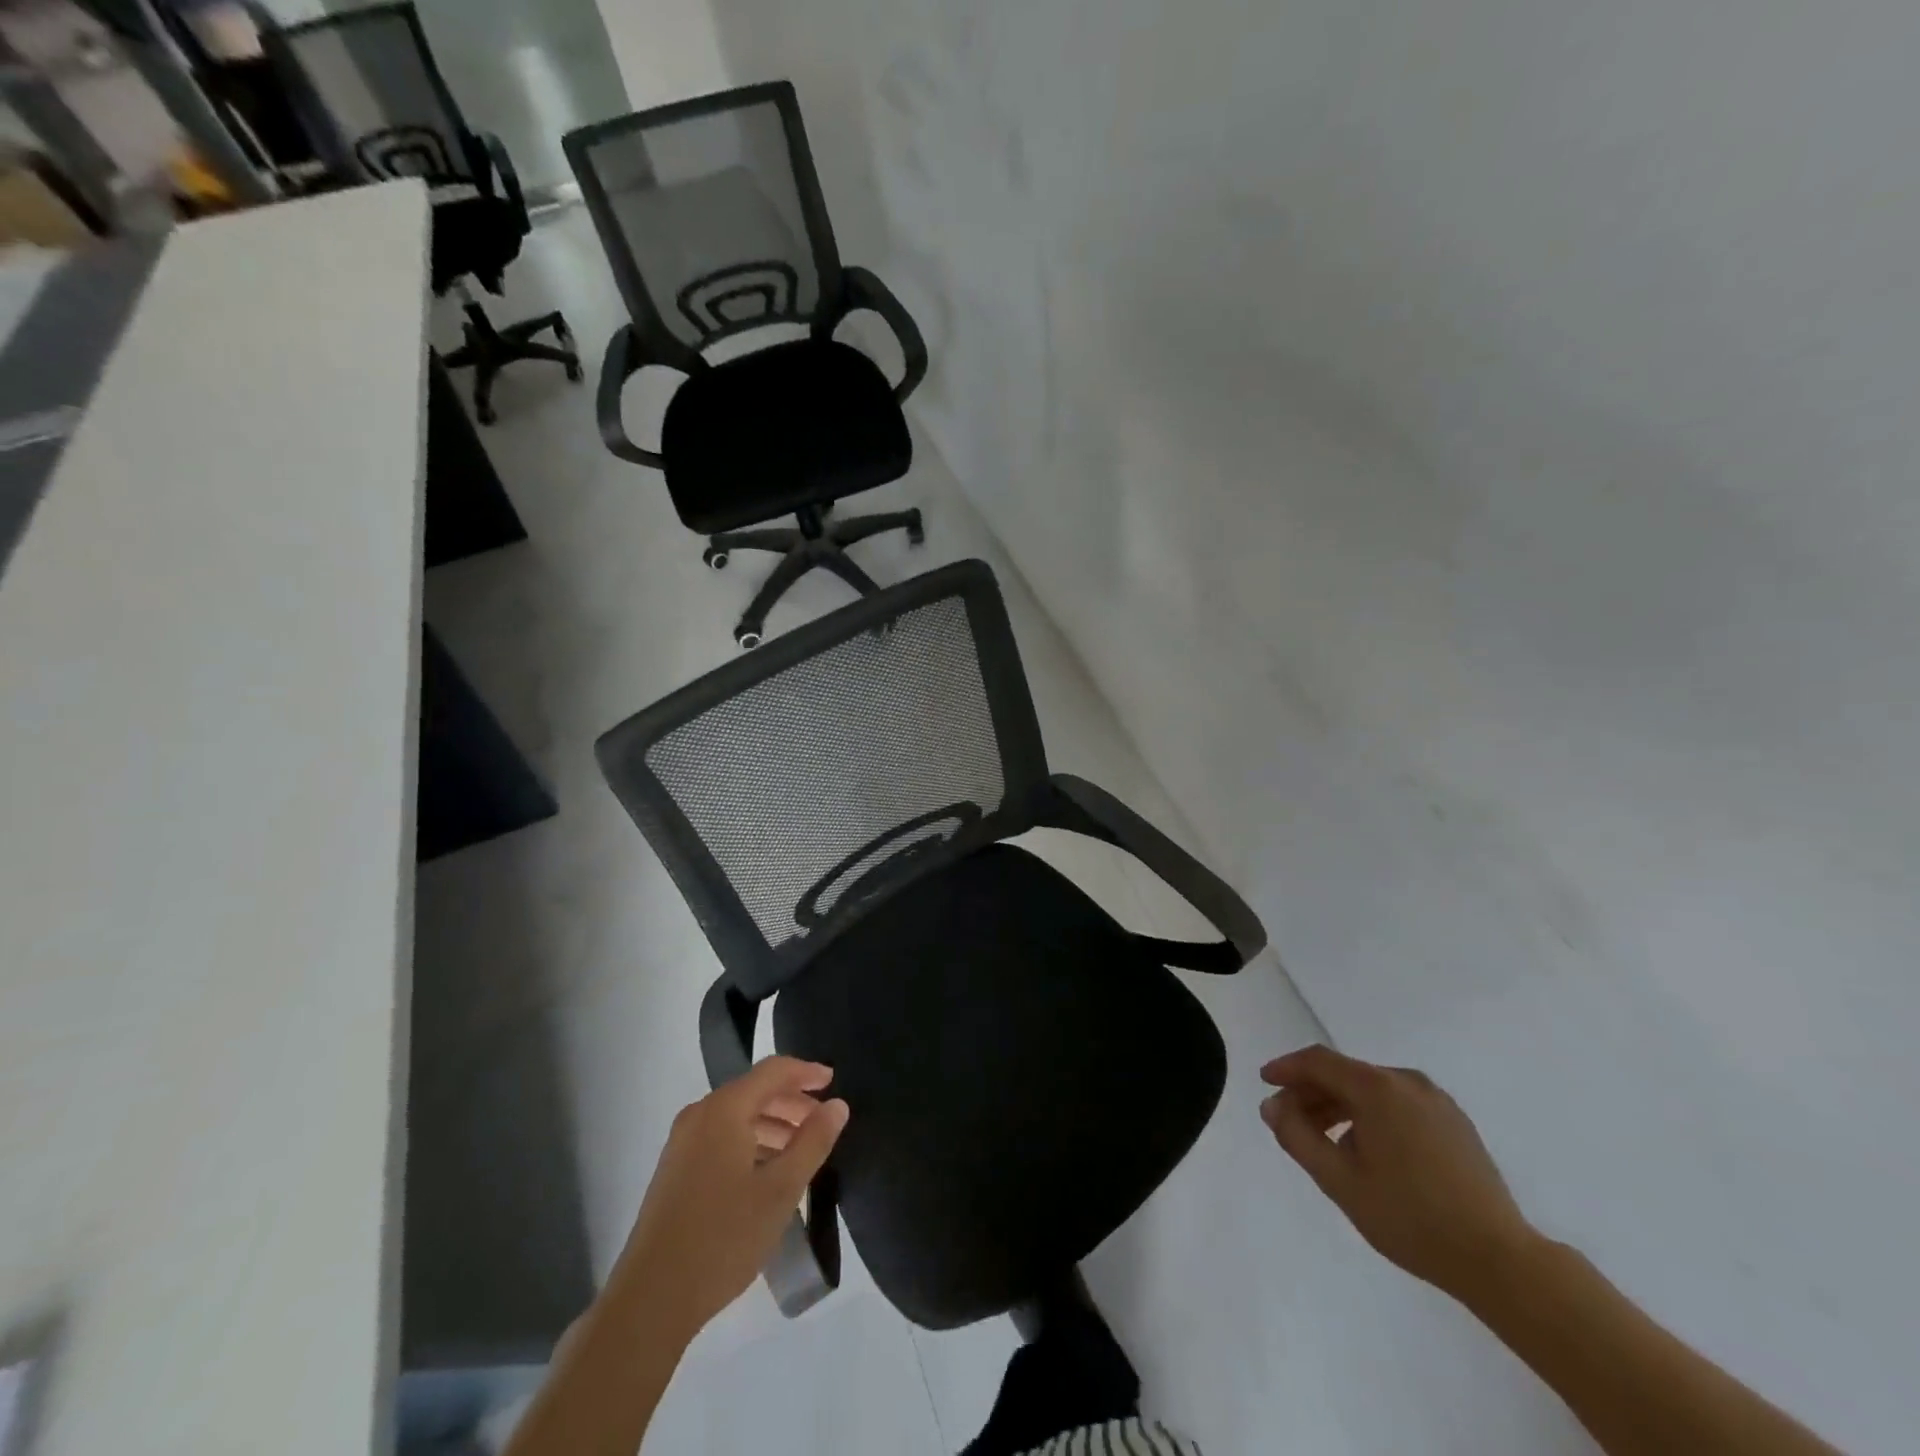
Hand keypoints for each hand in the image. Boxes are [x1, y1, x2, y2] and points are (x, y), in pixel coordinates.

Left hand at [612, 1056, 848, 1338]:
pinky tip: (768, 1172)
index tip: (834, 1081)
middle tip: (822, 1121)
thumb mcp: (781, 1189)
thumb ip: (813, 1141)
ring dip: (773, 1124)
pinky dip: (751, 1142)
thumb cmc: (723, 1237)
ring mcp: (682, 1143)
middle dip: (791, 1102)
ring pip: (737, 1117)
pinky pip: (721, 1138)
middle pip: (754, 1091)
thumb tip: (837, 1105)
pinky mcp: (675, 1170)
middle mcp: (700, 1115)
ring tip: (802, 1149)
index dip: (806, 1072)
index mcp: (724, 1109)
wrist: (651, 1299)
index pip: (773, 1071)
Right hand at [1260, 1045, 1536, 1298]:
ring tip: (1324, 1140)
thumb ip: (1297, 1136)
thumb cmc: (1410, 1218)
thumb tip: (1272, 1106)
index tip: (1264, 1082)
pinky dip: (1371, 1115)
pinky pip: (1398, 1104)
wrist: (1499, 1260)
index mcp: (1377, 1088)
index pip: (1318, 1061)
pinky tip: (1367, 1150)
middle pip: (1345, 1074)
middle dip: (1311, 1092)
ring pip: (1372, 1089)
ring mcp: (1436, 1101)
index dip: (1287, 1068)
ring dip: (1340, 1106)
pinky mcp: (1455, 1122)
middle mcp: (1406, 1081)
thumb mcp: (1340, 1181)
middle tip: (1289, 1120)